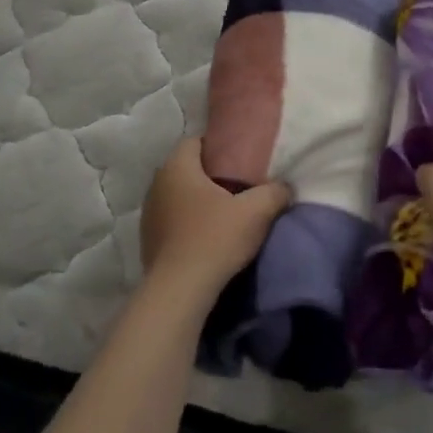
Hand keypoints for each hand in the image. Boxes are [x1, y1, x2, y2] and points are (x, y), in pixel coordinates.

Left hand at [141, 137, 290, 293]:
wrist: (180, 291)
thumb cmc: (215, 239)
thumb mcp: (256, 212)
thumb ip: (274, 192)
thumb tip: (284, 187)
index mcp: (177, 167)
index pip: (195, 141)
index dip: (217, 146)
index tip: (239, 160)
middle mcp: (157, 184)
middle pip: (186, 168)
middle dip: (209, 175)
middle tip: (236, 186)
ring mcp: (148, 213)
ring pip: (177, 195)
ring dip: (196, 200)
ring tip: (222, 213)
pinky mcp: (147, 240)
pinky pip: (170, 220)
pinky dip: (186, 222)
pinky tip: (205, 237)